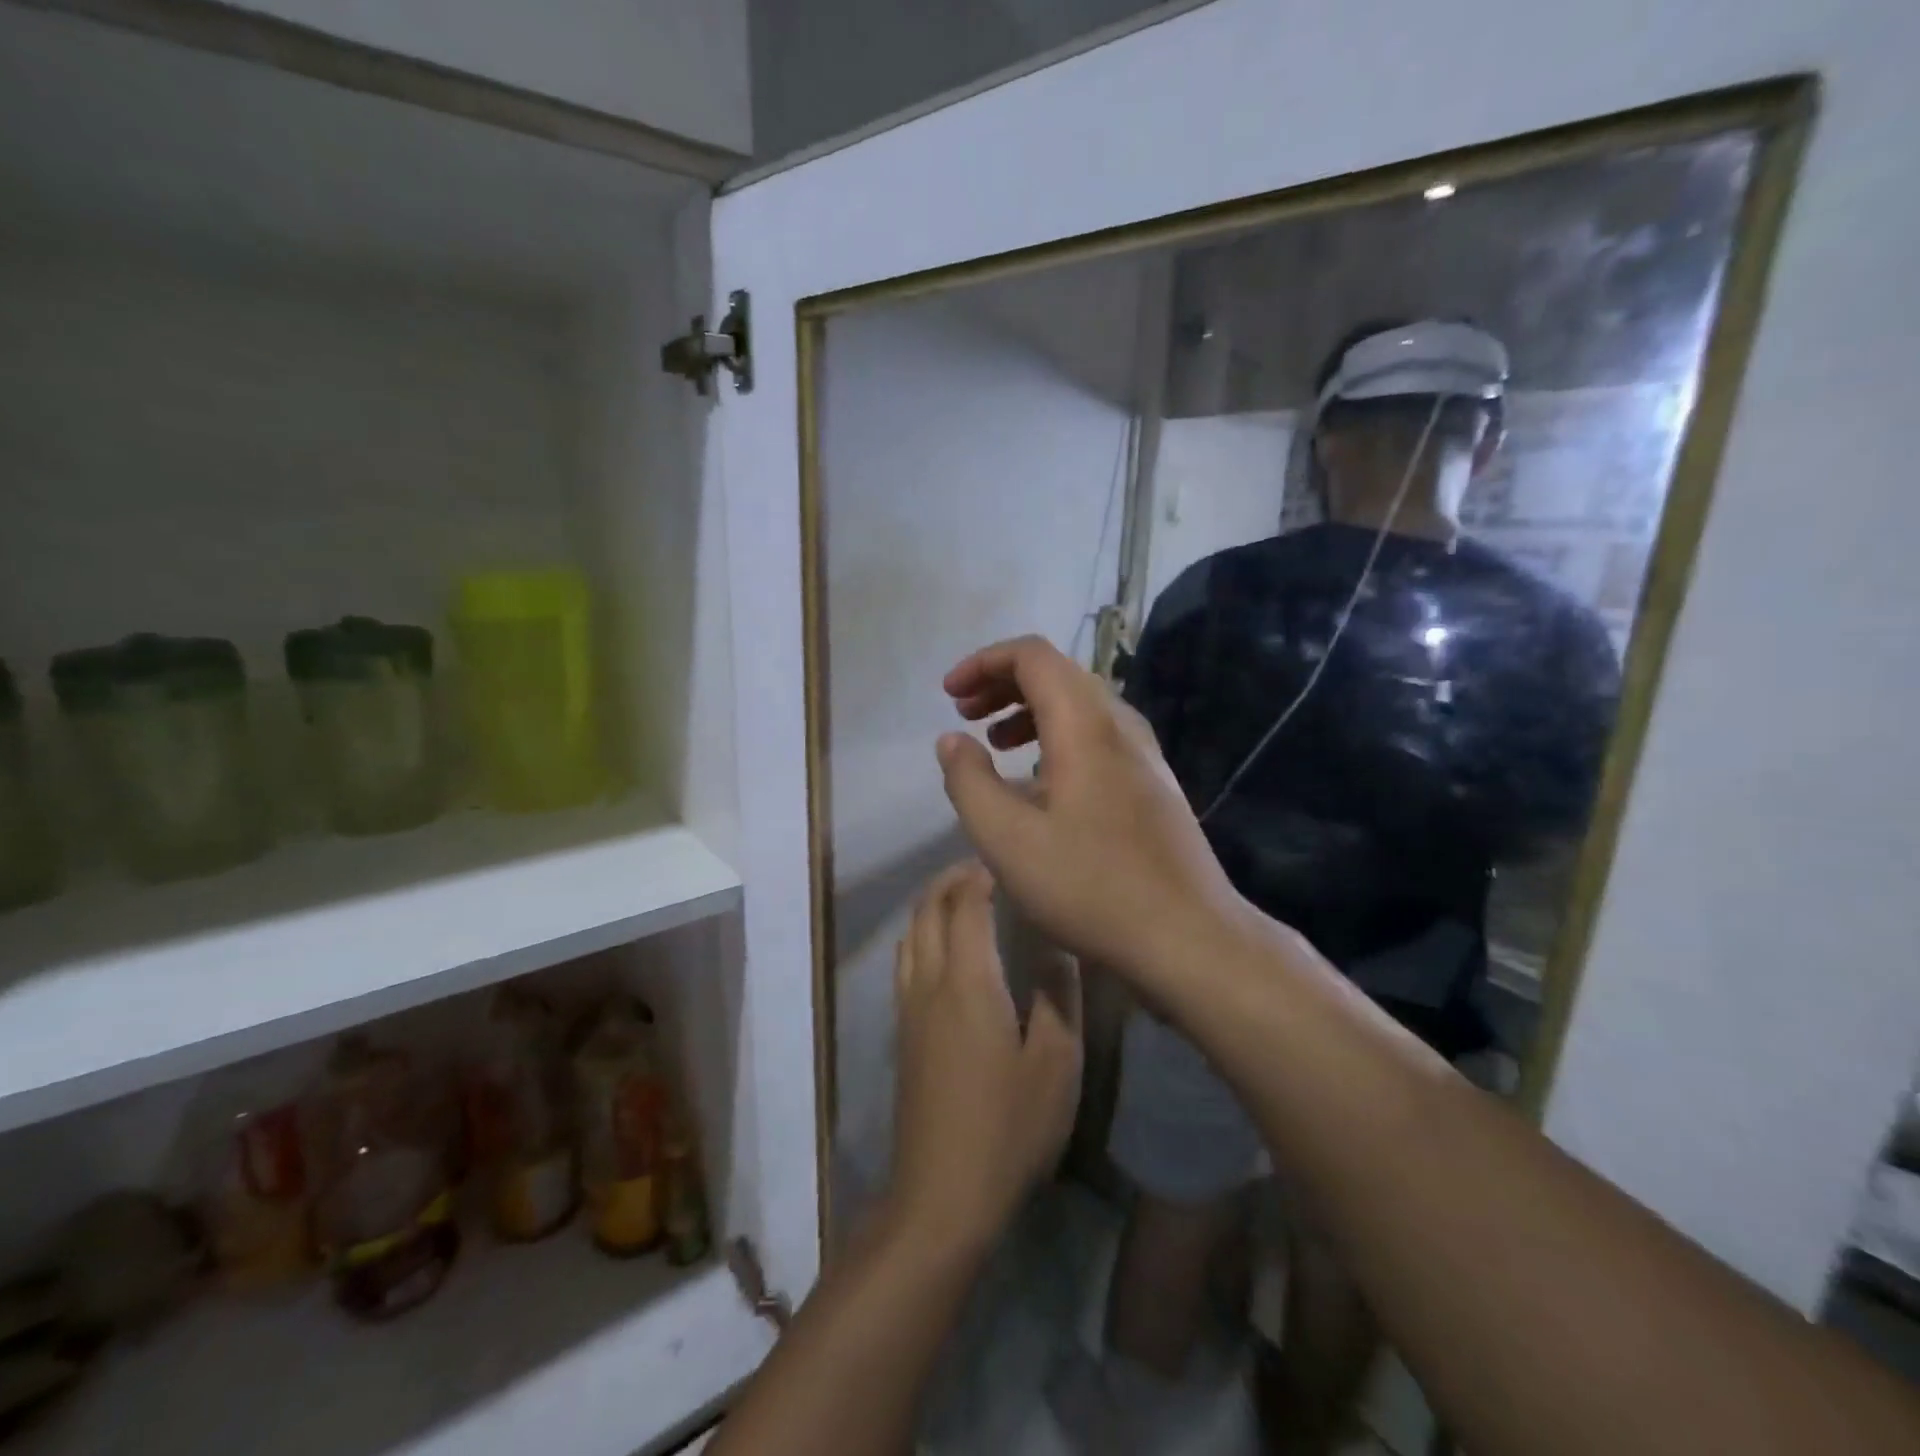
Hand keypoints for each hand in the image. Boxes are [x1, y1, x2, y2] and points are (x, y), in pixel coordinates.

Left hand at [889, 862, 1081, 1255]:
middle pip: (927, 910)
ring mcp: (908, 1008)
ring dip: (931, 905)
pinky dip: (921, 934)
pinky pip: (905, 961)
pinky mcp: (901, 1033)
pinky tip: (944, 951)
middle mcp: (928, 982)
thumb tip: (1057, 946)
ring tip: (962, 899)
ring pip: (910, 934)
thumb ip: (1058, 995)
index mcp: (967, 980)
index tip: (1005, 862)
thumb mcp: (1056, 1064)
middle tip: (984, 870)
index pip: (965, 905)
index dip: (981, 875)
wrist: (941, 1194)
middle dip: (951, 880)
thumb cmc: (1008, 1128)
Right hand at [936, 636, 1248, 990]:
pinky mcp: (1152, 784)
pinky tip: (1039, 781)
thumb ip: (969, 781)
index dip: (985, 662)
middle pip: (1057, 674)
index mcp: (1084, 725)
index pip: (1033, 656)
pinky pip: (1097, 737)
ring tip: (995, 743)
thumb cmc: (1091, 886)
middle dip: (1003, 684)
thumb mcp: (1007, 840)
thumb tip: (951, 740)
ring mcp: (1143, 755)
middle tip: (965, 714)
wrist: (1189, 937)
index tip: (950, 695)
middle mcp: (1119, 726)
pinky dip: (1057, 738)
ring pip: (1080, 706)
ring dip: (1030, 711)